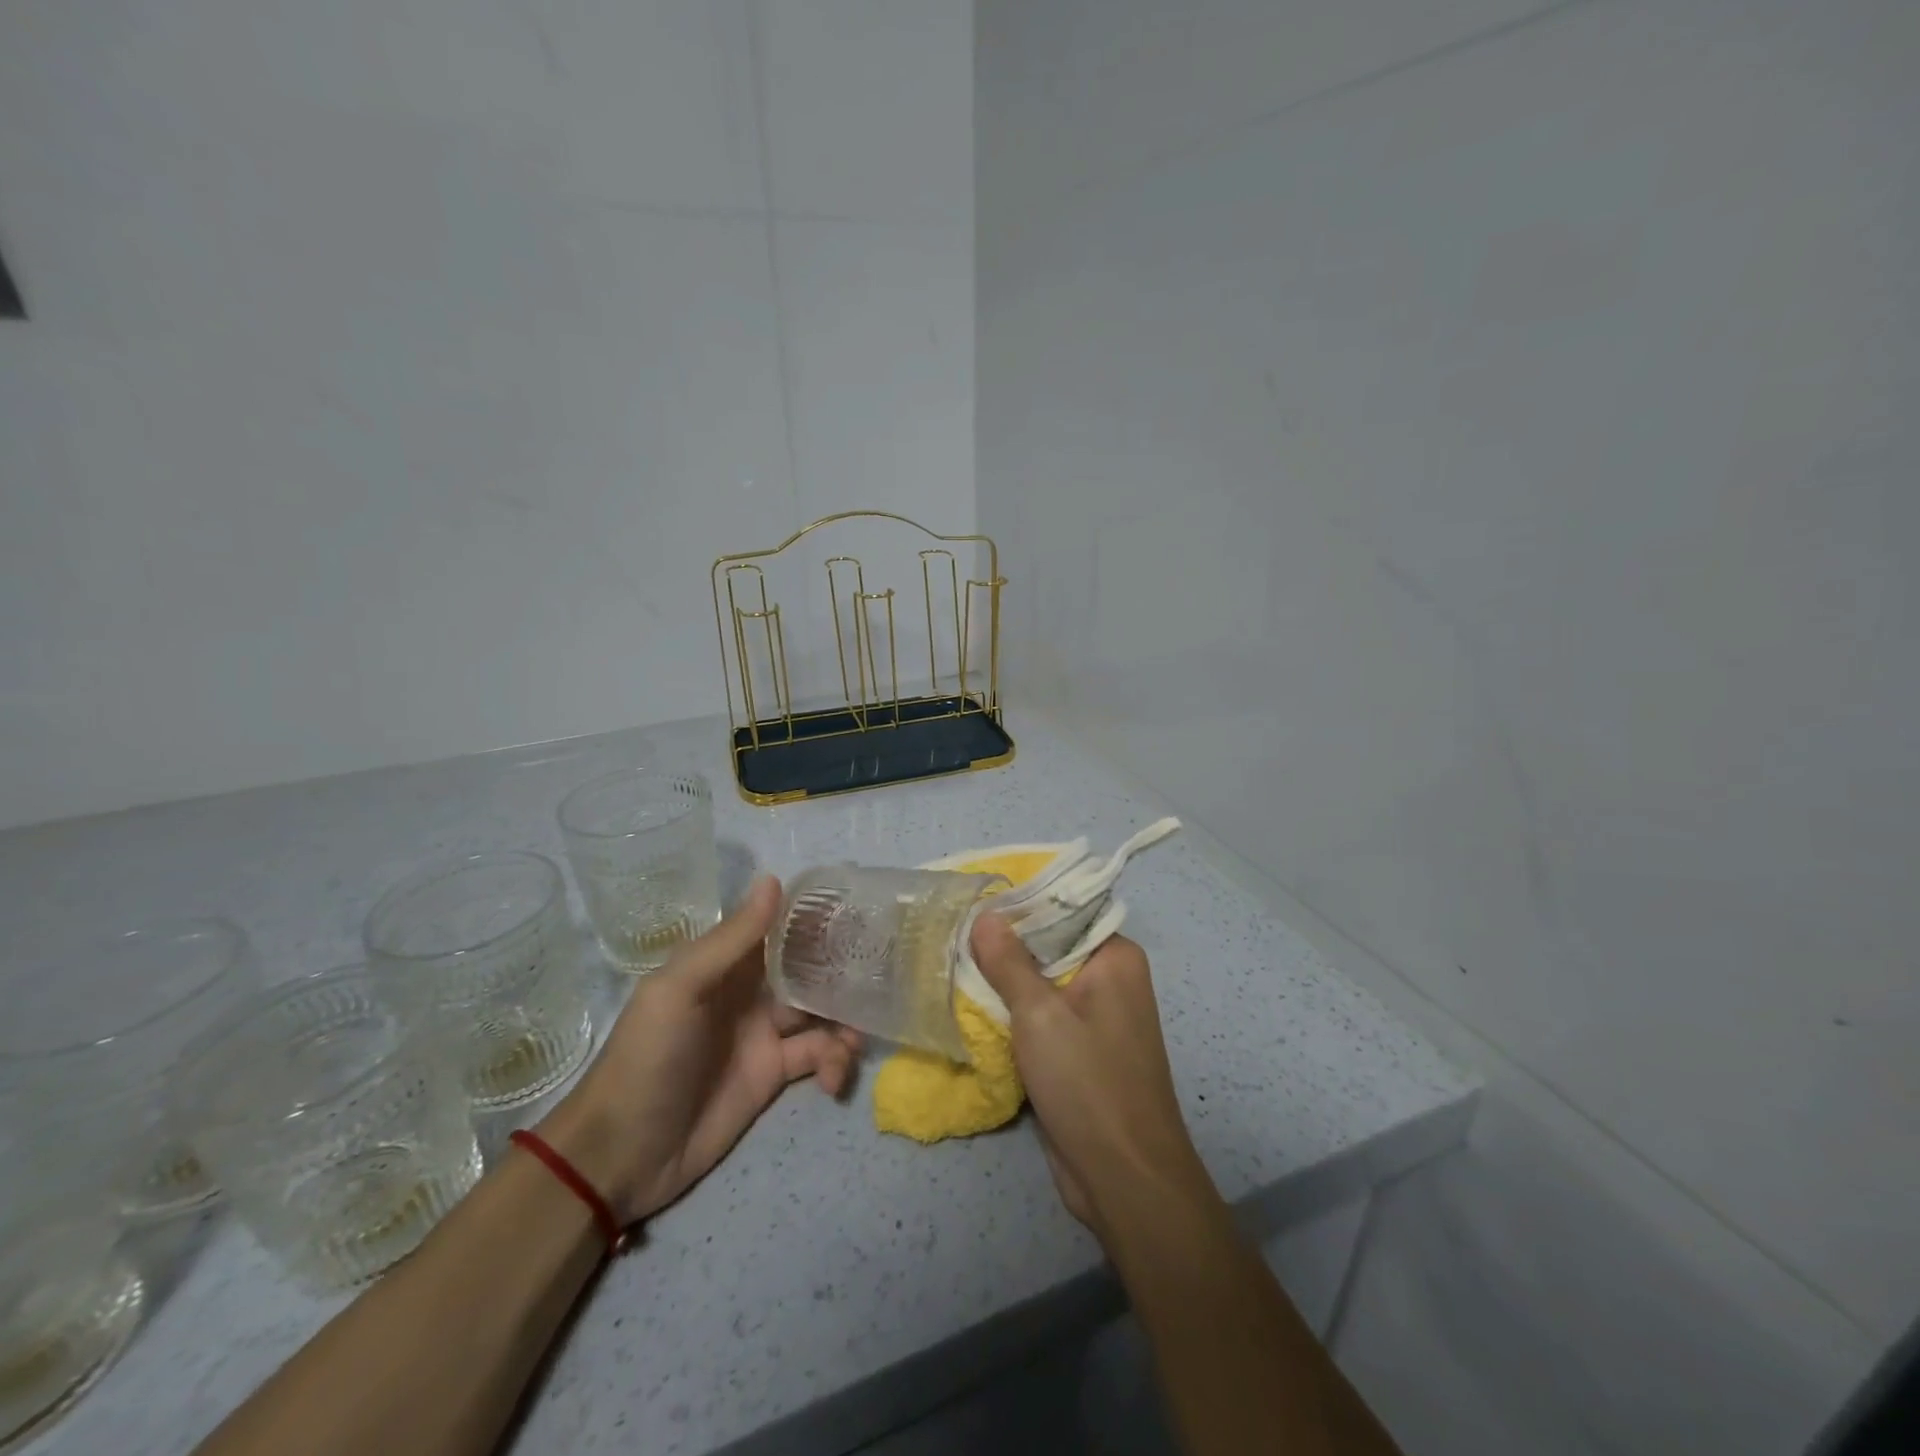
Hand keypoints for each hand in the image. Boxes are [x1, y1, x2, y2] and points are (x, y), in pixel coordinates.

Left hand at [538, 876, 860, 1223]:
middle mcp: (749, 991)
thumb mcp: (680, 989)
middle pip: (807, 967)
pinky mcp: (774, 1075)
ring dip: (845, 1019)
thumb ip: (731, 940)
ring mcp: (764, 1034)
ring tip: (855, 1039)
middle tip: (881, 972)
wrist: (621, 1154)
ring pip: (821, 1012)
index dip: (814, 918)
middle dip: (841, 968)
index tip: (858, 910)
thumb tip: (774, 880)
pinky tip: (835, 1078)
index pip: (777, 928)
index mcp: (725, 963)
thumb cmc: (647, 1057)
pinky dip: (835, 1062)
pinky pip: (818, 1057)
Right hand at [969, 916, 1213, 1238]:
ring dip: (1004, 982)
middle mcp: (1111, 979)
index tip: (974, 901)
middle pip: (1050, 947)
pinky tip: (974, 1005)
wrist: (1123, 1177)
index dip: (1019, 905)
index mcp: (1115, 957)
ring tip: (954, 961)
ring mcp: (1097, 1017)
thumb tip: (985, 915)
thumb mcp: (1040, 1014)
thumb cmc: (1087, 1082)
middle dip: (1005, 945)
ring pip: (1042, 984)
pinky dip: (1014, 1013)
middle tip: (954, 931)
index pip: (1064, 911)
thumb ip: (1009, 962)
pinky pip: (1043, 1017)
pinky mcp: (1081, 1051)